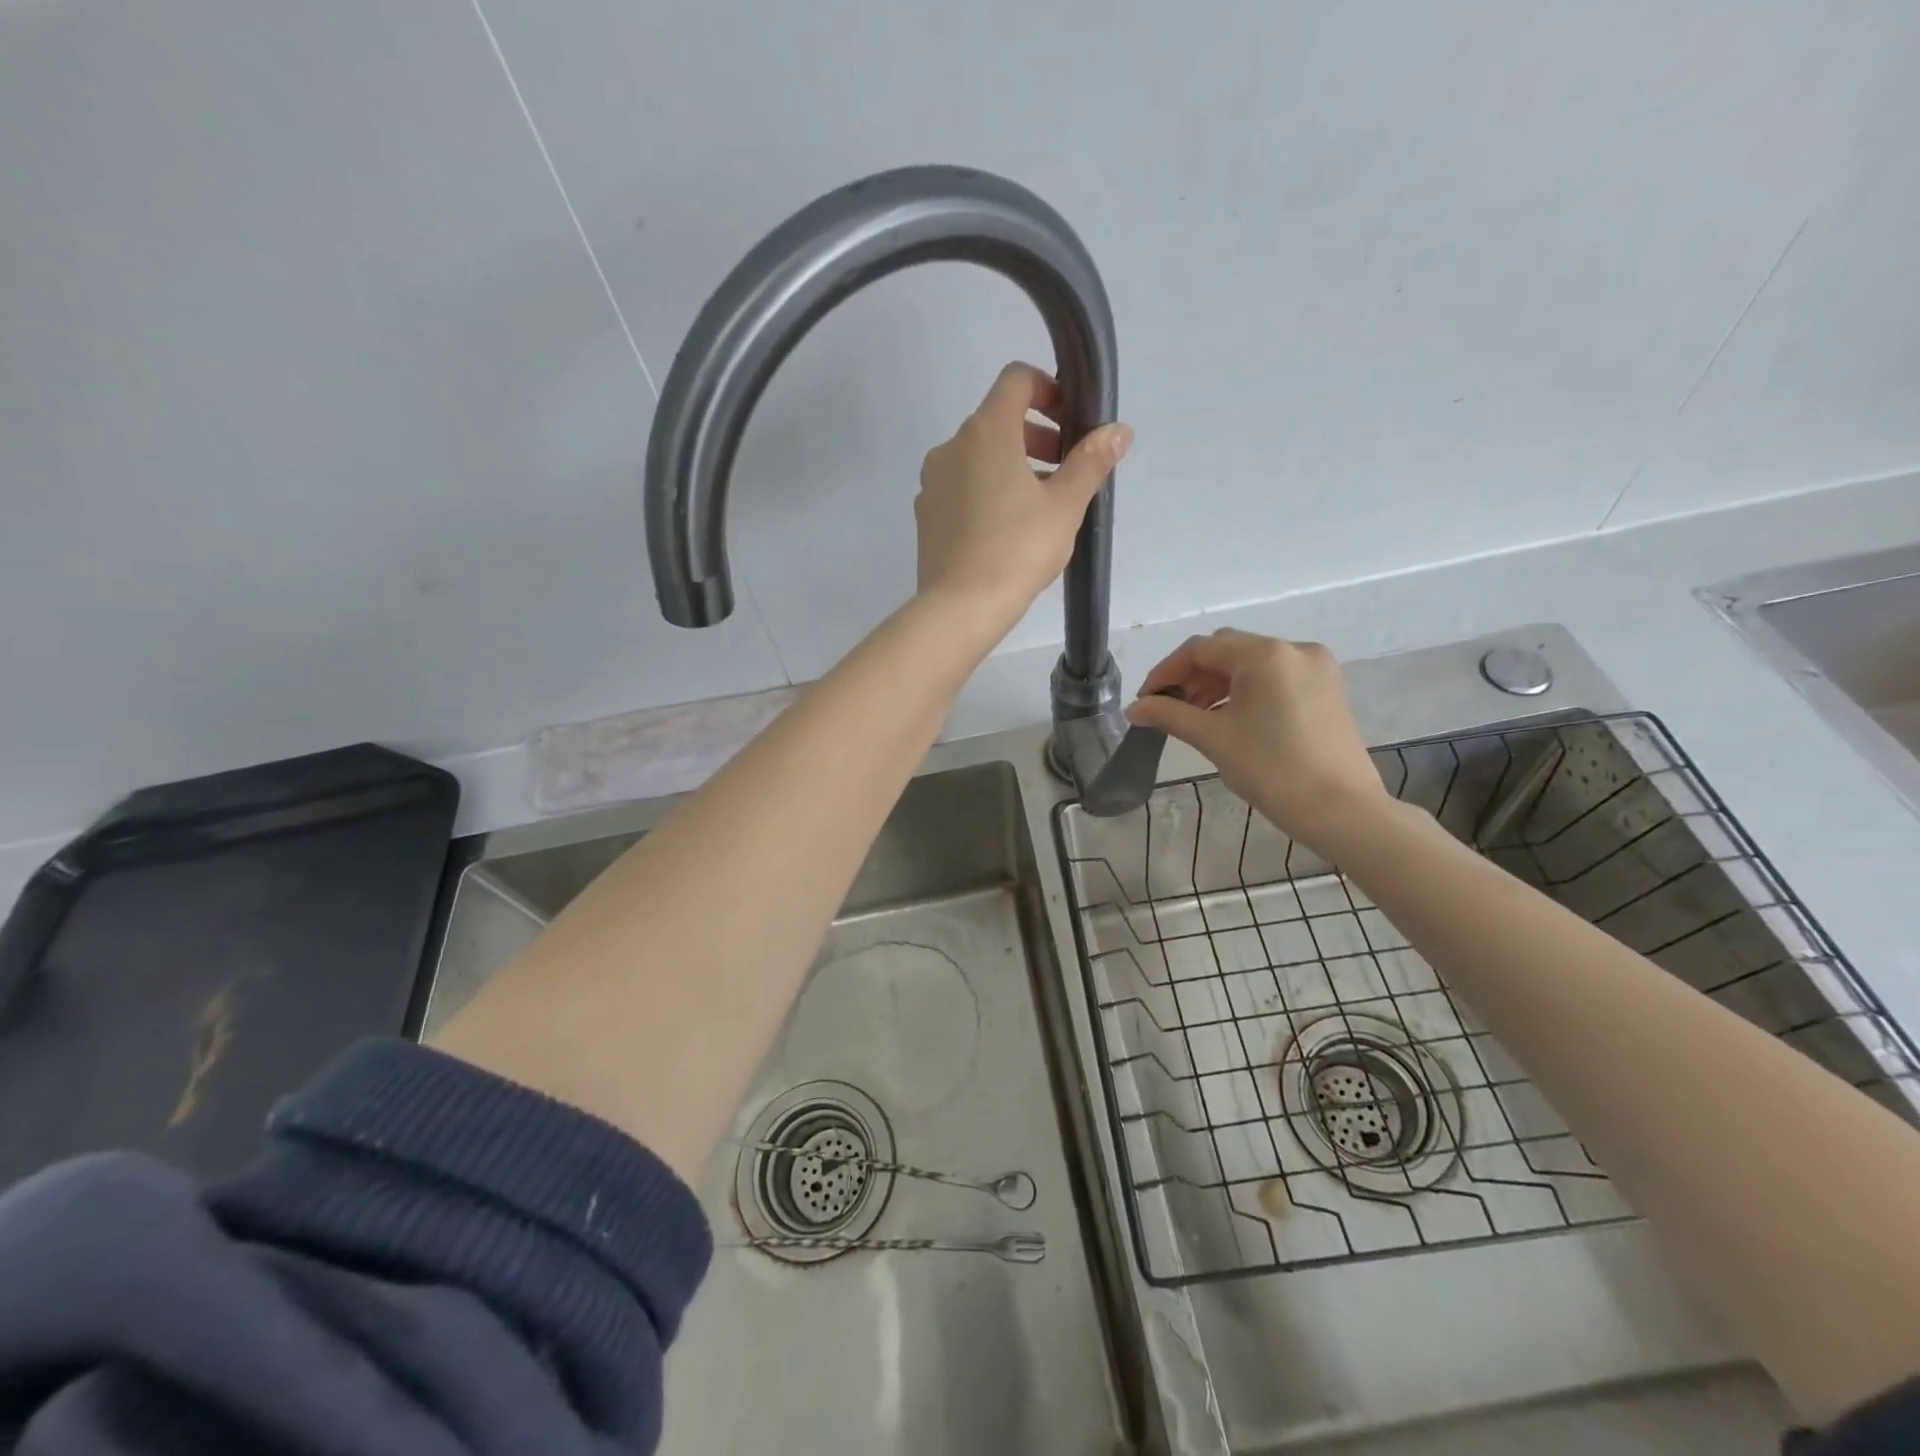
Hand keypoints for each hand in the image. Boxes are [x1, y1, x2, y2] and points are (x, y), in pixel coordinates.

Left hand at [914, 362, 1131, 638]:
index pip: (1016, 380)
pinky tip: (1007, 530)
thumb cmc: (1017, 550)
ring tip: (1040, 505)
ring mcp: (932, 482)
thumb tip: (1119, 430)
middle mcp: (951, 447)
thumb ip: (1091, 461)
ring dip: (1012, 465)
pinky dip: (986, 491)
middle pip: (997, 419)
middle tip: (1064, 469)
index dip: (1048, 389)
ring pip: (977, 457)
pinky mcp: (925, 514)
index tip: (1071, 422)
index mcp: (985, 432)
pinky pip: (961, 487)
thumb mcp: (1065, 505)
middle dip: (1036, 435)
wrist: (960, 607)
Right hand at [1127, 630, 1390, 851]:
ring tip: (1195, 718)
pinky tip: (1230, 719)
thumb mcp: (1213, 738)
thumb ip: (1168, 715)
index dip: (1165, 672)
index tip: (1145, 701)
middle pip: (1227, 651)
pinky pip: (1276, 678)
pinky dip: (1246, 692)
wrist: (1342, 810)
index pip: (1200, 649)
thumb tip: (1134, 708)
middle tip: (1167, 709)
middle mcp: (1294, 649)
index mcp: (1265, 654)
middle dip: (1192, 677)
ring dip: (1218, 685)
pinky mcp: (1328, 690)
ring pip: (1252, 665)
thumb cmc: (1272, 769)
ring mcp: (1317, 668)